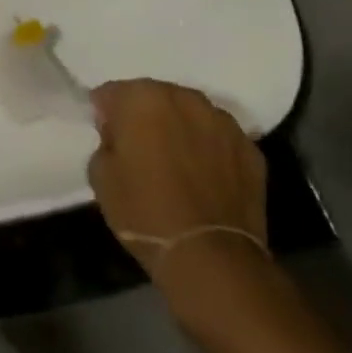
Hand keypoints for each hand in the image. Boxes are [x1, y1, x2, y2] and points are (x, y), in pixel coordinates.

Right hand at [86, 79, 266, 284]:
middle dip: (146, 116)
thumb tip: (118, 134)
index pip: (113, 93)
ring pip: (191, 115)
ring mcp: (222, 121)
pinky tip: (206, 179)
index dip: (106, 114)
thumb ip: (106, 142)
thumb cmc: (145, 213)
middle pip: (156, 97)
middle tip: (142, 149)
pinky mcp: (251, 149)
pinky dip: (211, 151)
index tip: (107, 136)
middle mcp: (184, 98)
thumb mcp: (101, 177)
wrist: (211, 260)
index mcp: (142, 97)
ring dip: (181, 129)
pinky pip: (220, 140)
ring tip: (178, 163)